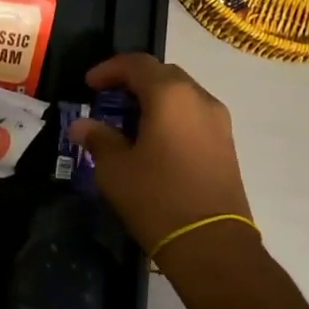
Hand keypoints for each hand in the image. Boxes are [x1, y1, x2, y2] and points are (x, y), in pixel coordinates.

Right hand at [68, 54, 253, 256]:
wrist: (211, 244)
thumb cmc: (156, 198)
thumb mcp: (115, 169)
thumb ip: (98, 138)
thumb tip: (81, 126)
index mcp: (170, 95)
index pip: (137, 64)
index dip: (109, 69)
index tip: (89, 85)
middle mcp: (199, 98)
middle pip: (163, 74)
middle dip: (133, 81)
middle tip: (108, 100)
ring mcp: (218, 121)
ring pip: (181, 94)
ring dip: (154, 99)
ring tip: (128, 121)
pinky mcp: (226, 144)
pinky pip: (193, 115)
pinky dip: (171, 116)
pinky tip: (153, 140)